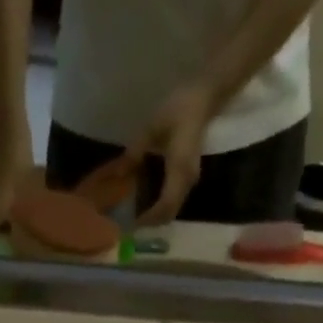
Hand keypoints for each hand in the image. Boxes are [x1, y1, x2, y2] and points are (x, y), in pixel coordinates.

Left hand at [124, 82, 215, 226]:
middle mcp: (187, 180)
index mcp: (179, 169)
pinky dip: (162, 207)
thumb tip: (119, 172)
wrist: (203, 99)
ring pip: (173, 209)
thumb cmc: (179, 108)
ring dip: (157, 216)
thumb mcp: (153, 126)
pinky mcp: (189, 177)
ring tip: (138, 213)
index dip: (150, 217)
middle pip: (170, 213)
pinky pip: (175, 200)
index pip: (165, 204)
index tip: (134, 222)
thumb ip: (136, 150)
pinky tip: (147, 201)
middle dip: (152, 222)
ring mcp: (190, 180)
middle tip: (132, 222)